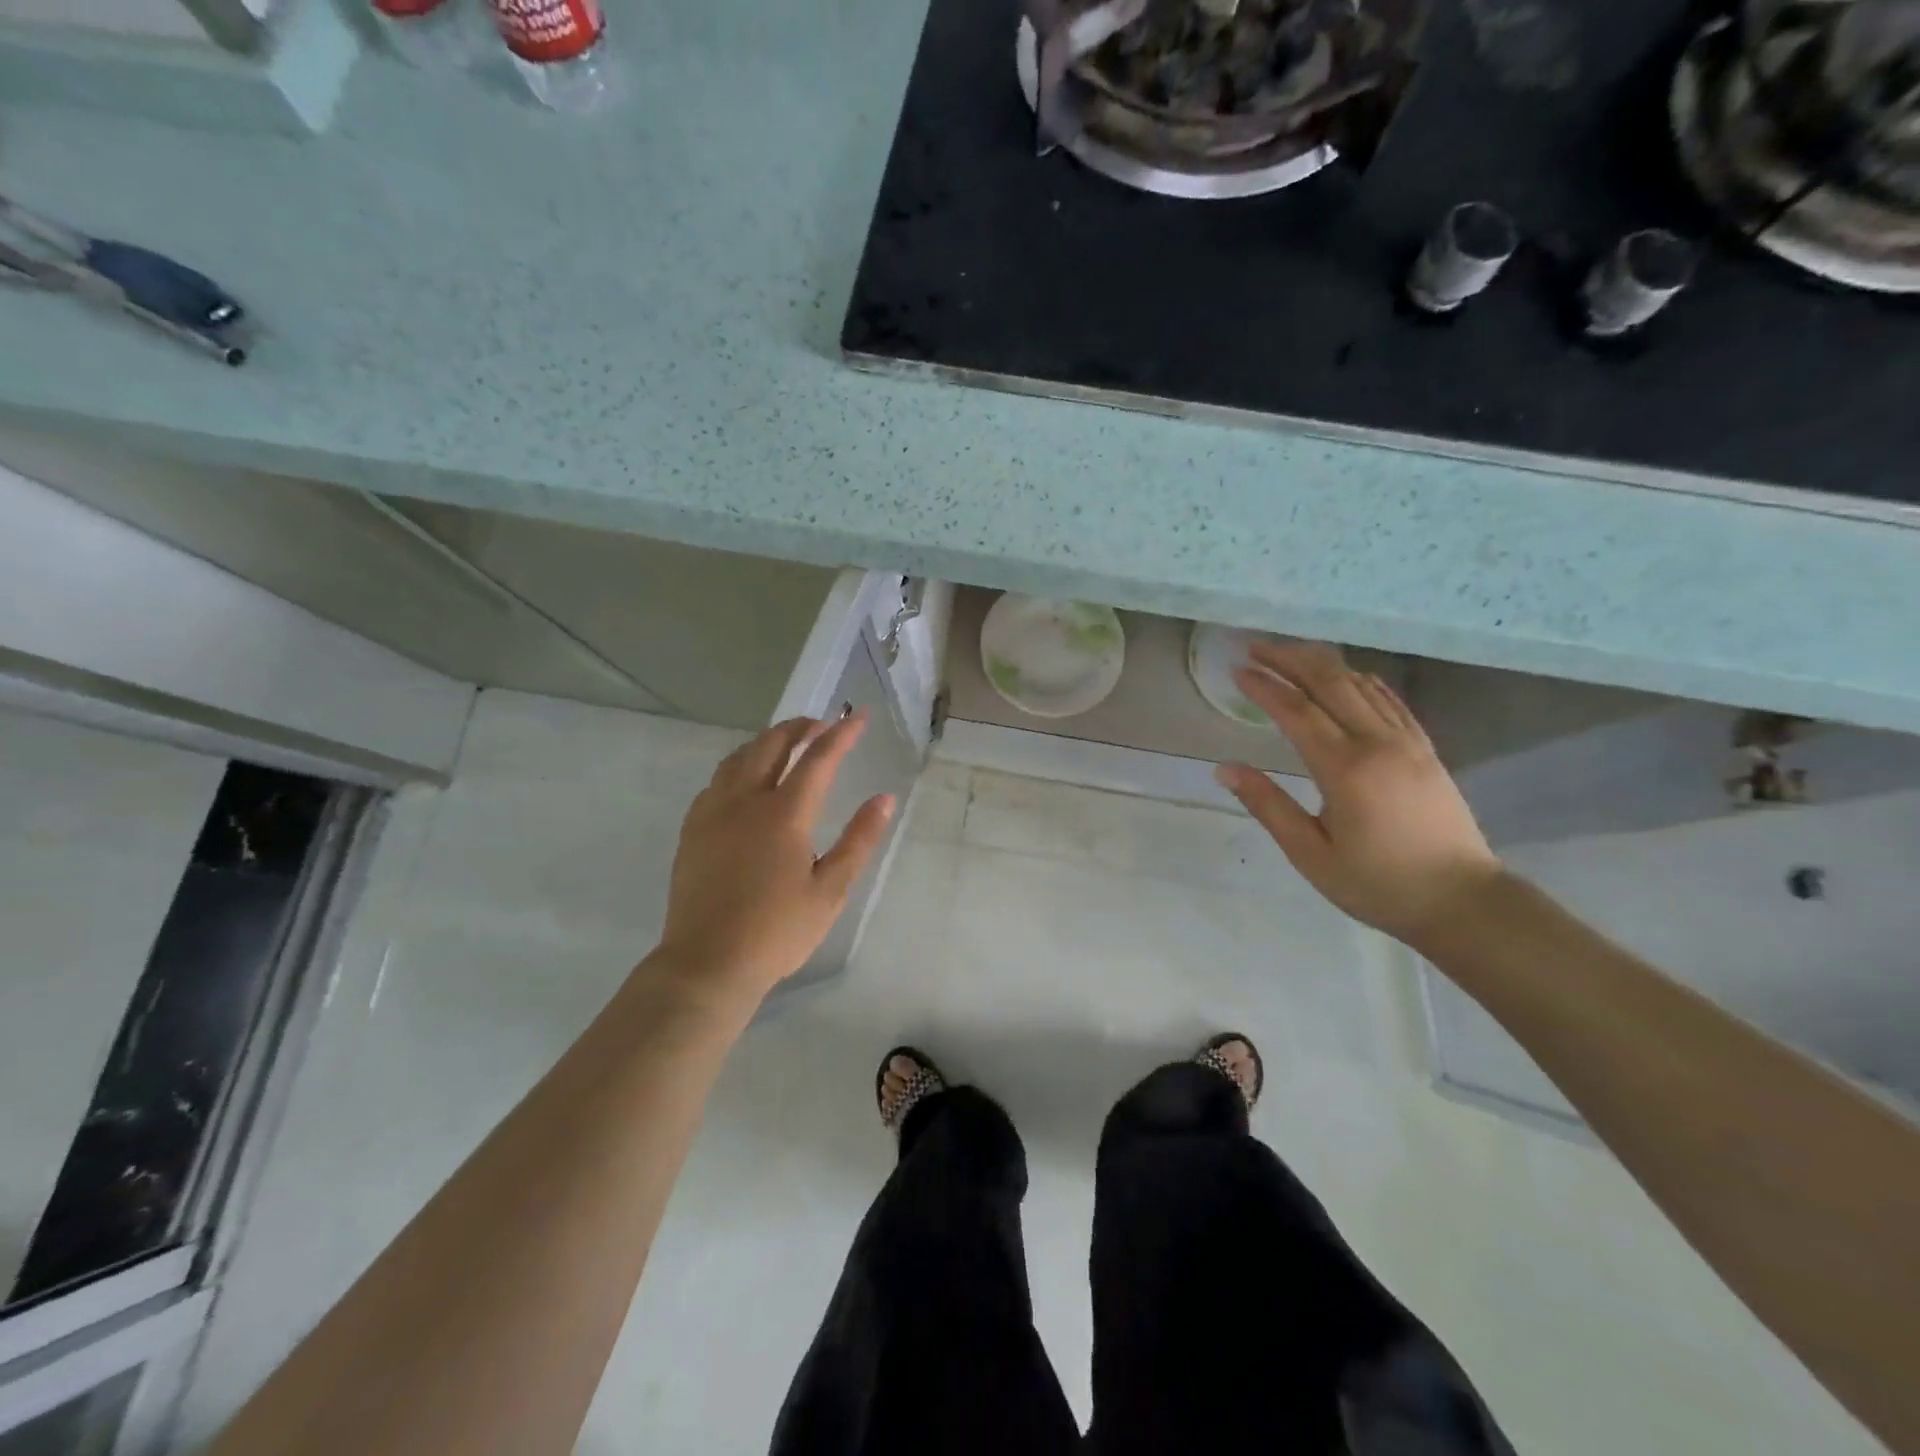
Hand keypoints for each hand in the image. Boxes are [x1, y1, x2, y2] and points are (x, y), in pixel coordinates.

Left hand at [654, 713, 895, 1004]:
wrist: (707, 963)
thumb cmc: (778, 931)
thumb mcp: (831, 890)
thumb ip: (859, 840)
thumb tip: (884, 799)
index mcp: (784, 814)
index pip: (818, 759)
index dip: (841, 734)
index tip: (859, 716)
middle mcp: (745, 801)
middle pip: (772, 744)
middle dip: (799, 727)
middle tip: (822, 725)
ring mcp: (713, 813)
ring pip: (739, 756)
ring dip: (767, 741)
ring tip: (787, 743)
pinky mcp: (693, 830)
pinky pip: (717, 780)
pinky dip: (739, 765)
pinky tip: (746, 781)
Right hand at [1215, 642, 1502, 946]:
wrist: (1463, 902)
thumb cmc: (1378, 885)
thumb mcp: (1310, 854)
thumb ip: (1268, 806)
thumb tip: (1224, 769)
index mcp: (1345, 770)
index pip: (1297, 712)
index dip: (1265, 687)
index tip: (1237, 670)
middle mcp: (1378, 744)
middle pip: (1330, 684)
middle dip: (1290, 660)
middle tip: (1256, 647)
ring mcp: (1408, 742)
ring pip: (1361, 685)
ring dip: (1323, 664)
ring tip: (1290, 654)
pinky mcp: (1426, 749)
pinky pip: (1390, 700)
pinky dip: (1361, 680)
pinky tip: (1347, 676)